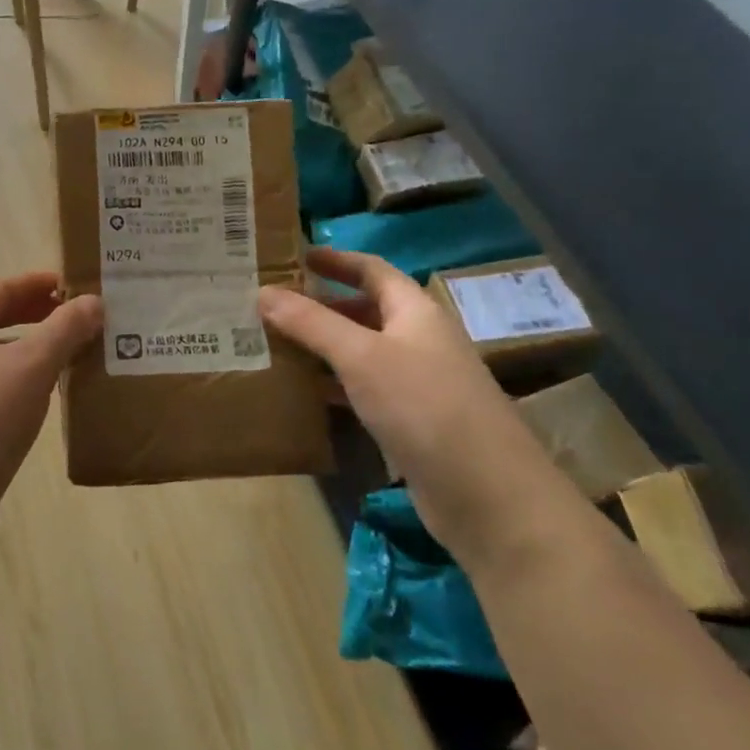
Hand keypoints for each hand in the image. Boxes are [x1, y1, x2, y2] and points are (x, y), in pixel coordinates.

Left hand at [0, 273, 101, 539]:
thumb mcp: (32, 366)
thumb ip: (65, 328)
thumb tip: (94, 301)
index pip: (1, 289)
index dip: (40, 284)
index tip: (75, 285)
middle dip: (37, 318)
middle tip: (78, 321)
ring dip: (29, 353)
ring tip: (68, 359)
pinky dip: (15, 383)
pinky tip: (40, 401)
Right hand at [259, 248, 544, 556]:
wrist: (486, 494)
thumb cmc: (424, 405)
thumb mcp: (361, 356)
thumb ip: (311, 323)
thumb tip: (262, 292)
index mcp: (415, 312)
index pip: (373, 270)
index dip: (337, 260)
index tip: (296, 255)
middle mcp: (418, 341)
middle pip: (365, 310)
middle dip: (321, 305)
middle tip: (272, 303)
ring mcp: (416, 383)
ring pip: (361, 352)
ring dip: (322, 346)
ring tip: (274, 342)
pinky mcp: (409, 422)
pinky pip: (363, 389)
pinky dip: (332, 384)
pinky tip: (302, 391)